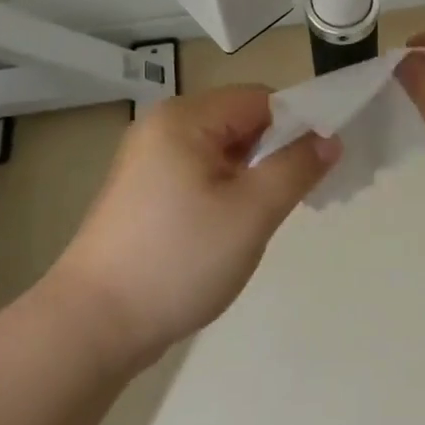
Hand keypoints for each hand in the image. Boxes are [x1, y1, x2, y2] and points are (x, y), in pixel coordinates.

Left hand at [50, 86, 338, 367]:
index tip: (321, 165)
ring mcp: (148, 160)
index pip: (260, 99)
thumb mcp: (252, 212)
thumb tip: (330, 138)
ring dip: (252, 175)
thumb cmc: (179, 258)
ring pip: (222, 151)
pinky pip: (199, 173)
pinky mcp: (143, 192)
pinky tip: (233, 227)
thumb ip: (297, 167)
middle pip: (240, 121)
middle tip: (299, 197)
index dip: (297, 124)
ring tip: (266, 217)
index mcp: (185, 117)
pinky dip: (226, 190)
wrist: (94, 325)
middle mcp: (162, 126)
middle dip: (276, 152)